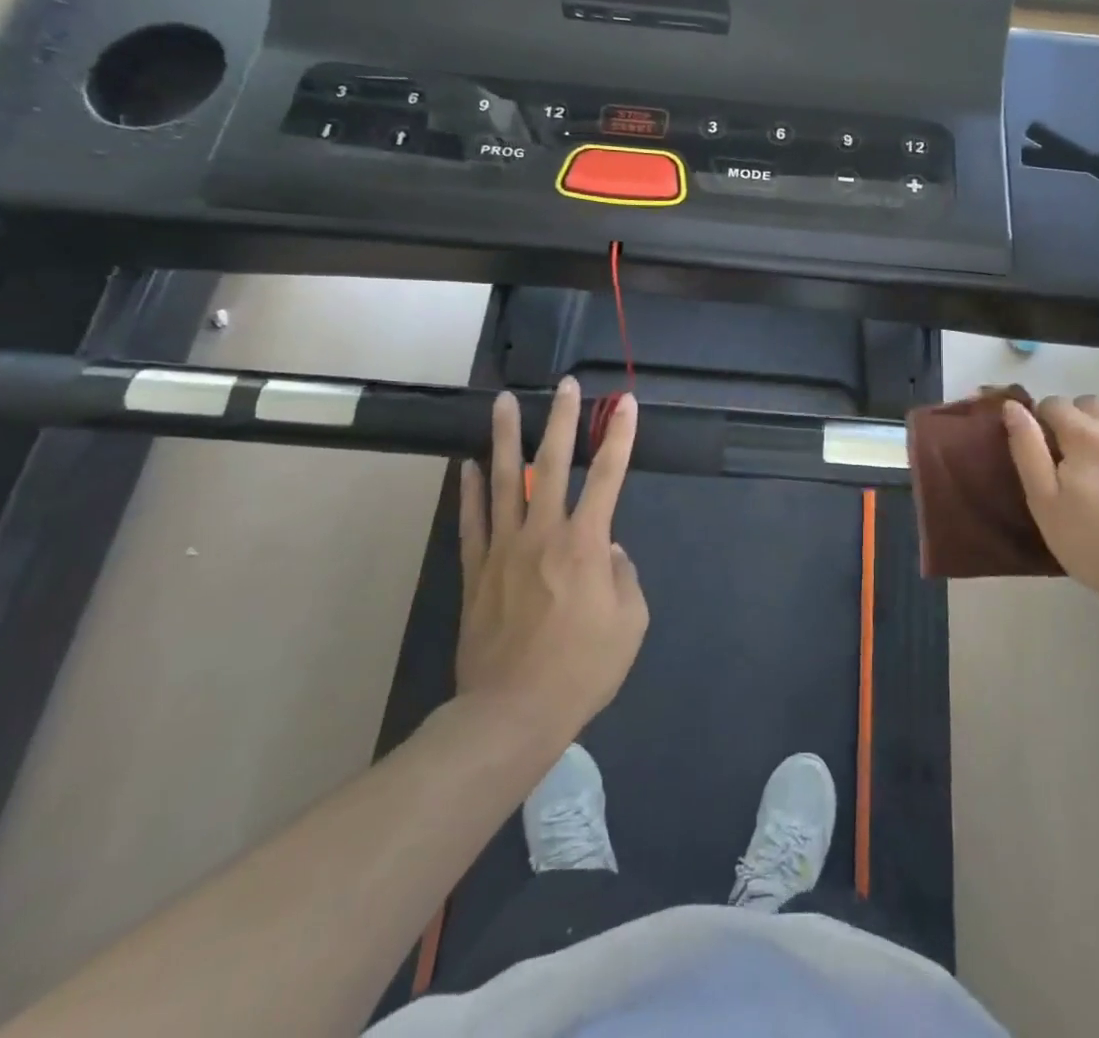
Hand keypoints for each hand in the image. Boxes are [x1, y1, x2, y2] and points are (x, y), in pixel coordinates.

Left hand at [454, 378, 648, 735]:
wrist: (512, 713)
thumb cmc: (582, 669)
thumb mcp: (630, 623)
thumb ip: (624, 576)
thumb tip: (609, 551)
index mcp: (586, 544)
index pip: (608, 476)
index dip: (620, 437)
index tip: (626, 404)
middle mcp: (543, 534)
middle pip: (553, 463)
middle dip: (564, 420)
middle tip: (565, 385)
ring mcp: (504, 549)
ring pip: (505, 480)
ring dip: (506, 437)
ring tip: (504, 401)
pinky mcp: (477, 572)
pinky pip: (472, 521)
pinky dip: (470, 490)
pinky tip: (468, 465)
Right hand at [1003, 394, 1098, 637]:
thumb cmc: (1096, 548)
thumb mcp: (1044, 505)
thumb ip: (1027, 449)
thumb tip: (1013, 406)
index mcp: (1083, 435)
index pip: (1053, 405)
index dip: (1046, 426)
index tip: (1051, 455)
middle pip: (1089, 403)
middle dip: (1078, 423)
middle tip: (1081, 462)